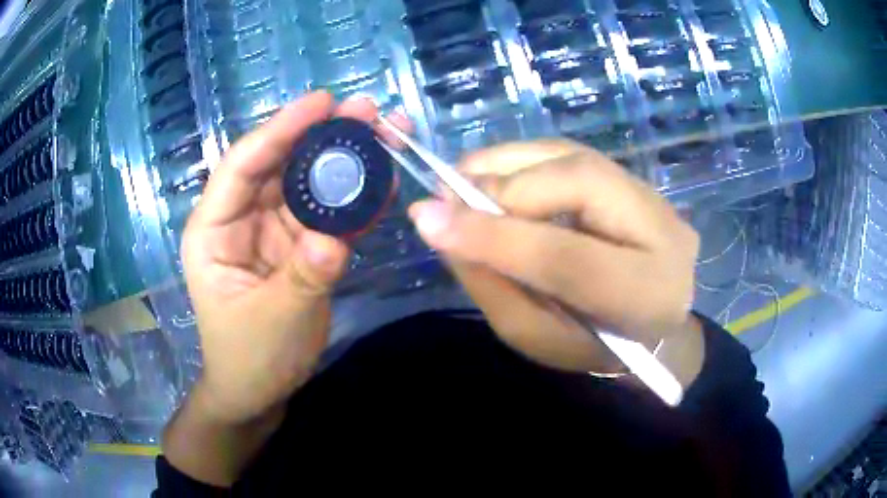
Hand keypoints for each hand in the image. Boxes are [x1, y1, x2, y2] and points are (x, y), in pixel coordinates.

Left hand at [181, 92, 404, 423]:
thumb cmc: (249, 358)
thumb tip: (334, 238)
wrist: (259, 390)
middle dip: (322, 136)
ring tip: (386, 135)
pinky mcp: (300, 246)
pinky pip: (328, 215)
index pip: (243, 166)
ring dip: (345, 161)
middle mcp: (242, 219)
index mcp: (215, 229)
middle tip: (367, 112)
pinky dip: (355, 200)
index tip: (322, 102)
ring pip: (309, 184)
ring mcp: (274, 231)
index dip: (281, 130)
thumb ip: (302, 276)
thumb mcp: (272, 320)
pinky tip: (384, 181)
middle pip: (281, 165)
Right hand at [408, 140, 703, 385]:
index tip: (426, 218)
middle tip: (445, 198)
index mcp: (647, 296)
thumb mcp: (536, 336)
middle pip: (579, 185)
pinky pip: (570, 153)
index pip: (568, 259)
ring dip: (506, 164)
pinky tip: (491, 174)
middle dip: (502, 189)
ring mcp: (652, 197)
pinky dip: (522, 159)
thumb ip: (491, 284)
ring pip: (573, 157)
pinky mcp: (632, 178)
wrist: (647, 323)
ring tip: (460, 182)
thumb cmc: (590, 345)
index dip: (495, 236)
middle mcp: (664, 232)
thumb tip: (441, 224)